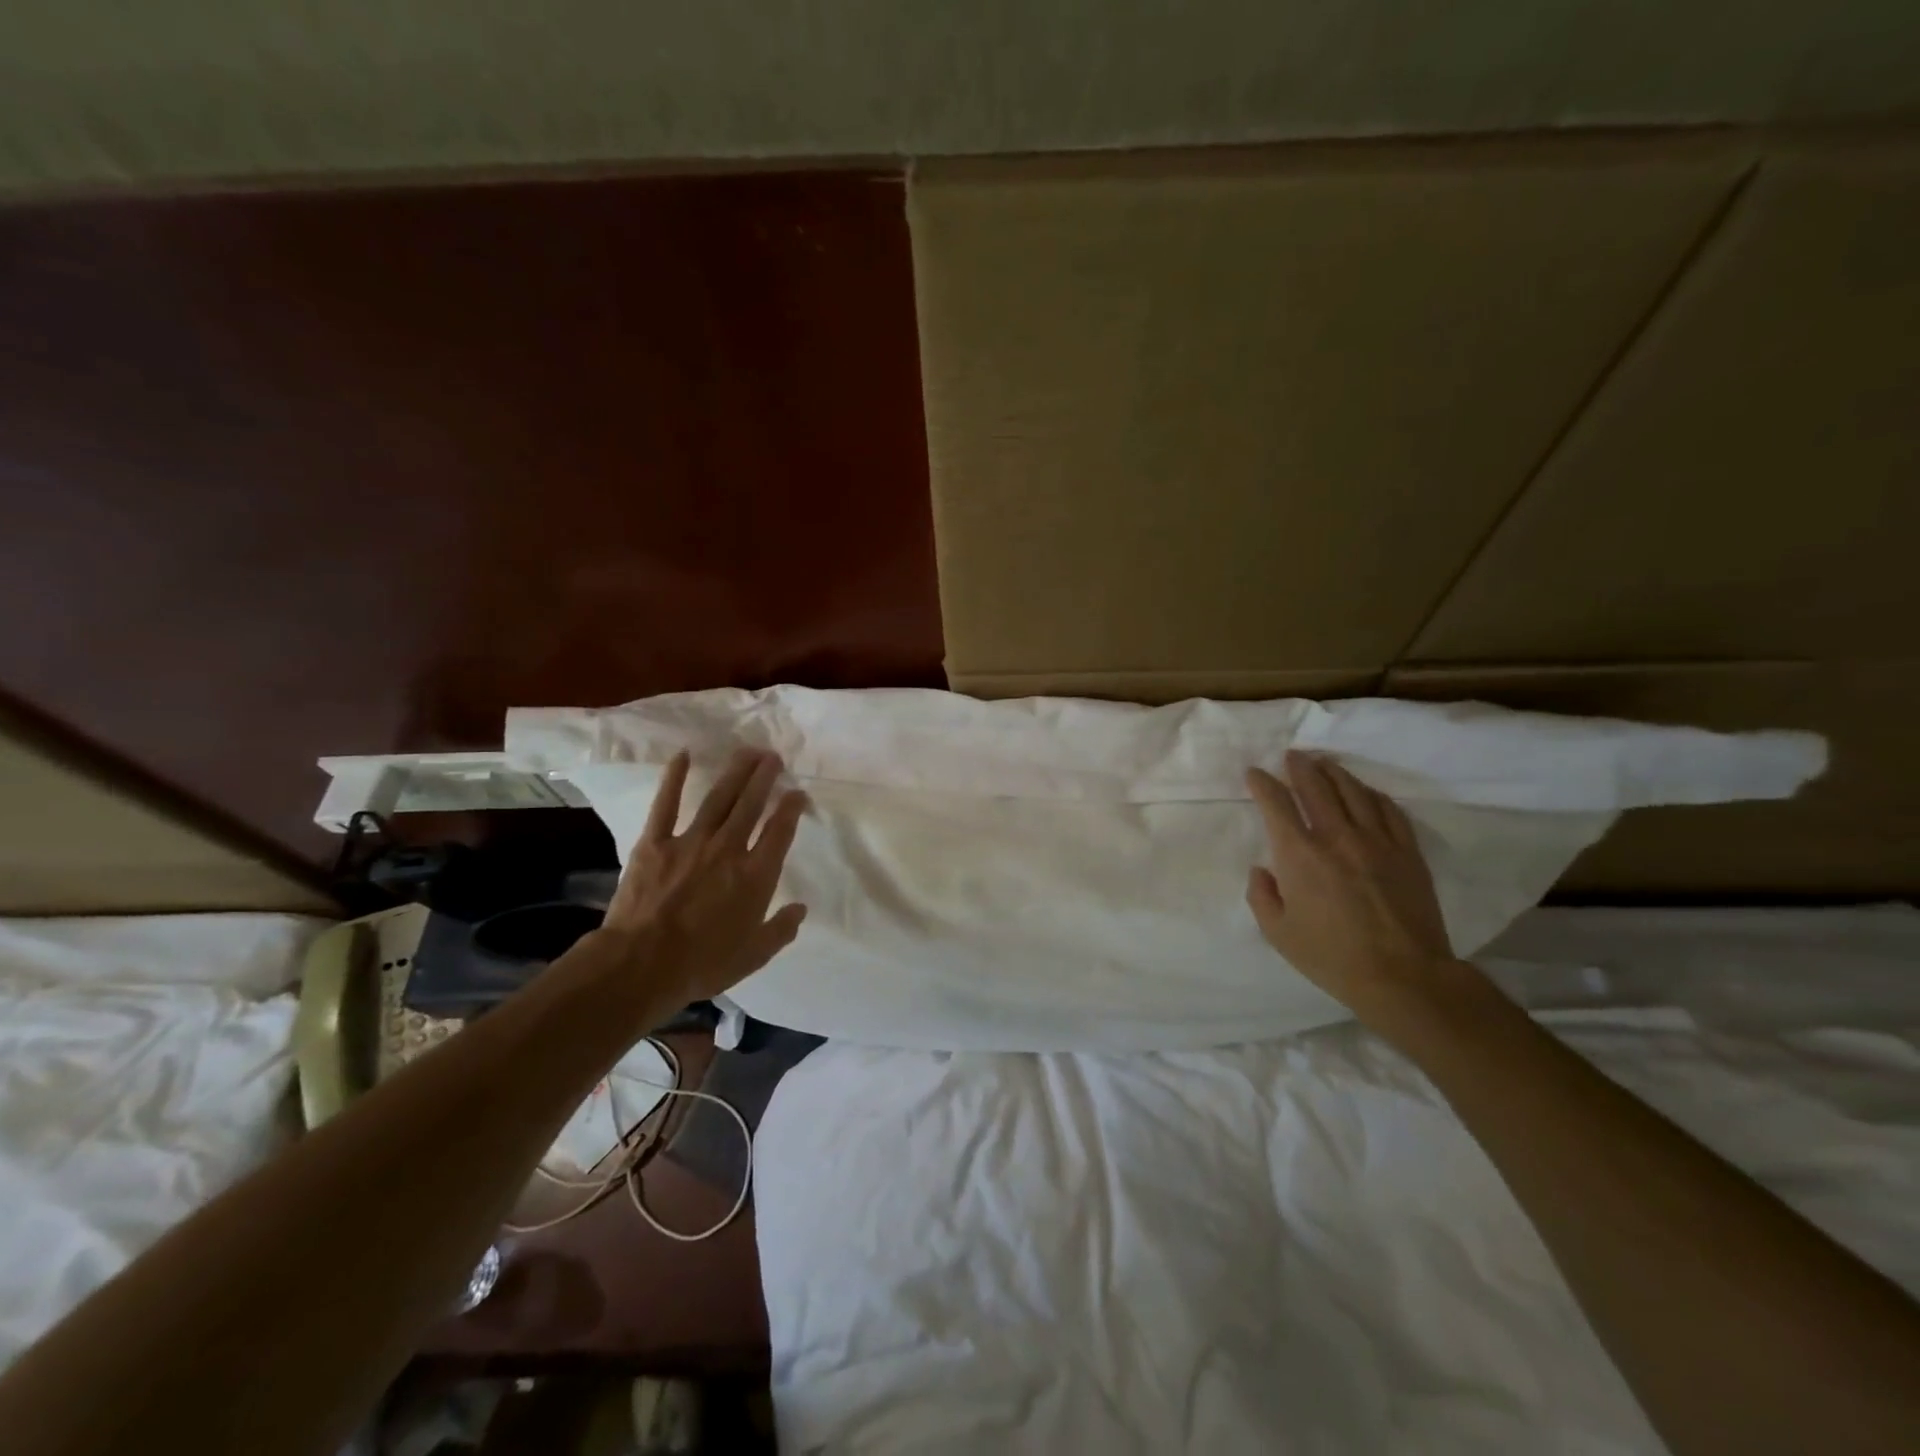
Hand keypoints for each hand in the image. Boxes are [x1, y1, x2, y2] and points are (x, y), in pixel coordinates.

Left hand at [582, 747, 809, 1011]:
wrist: (642, 965)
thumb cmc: (702, 964)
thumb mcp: (753, 955)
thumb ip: (781, 930)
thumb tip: (800, 909)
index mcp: (755, 875)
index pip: (780, 831)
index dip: (792, 808)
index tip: (798, 793)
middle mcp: (728, 849)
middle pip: (752, 805)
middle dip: (765, 778)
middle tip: (773, 757)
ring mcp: (691, 842)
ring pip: (719, 798)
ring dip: (735, 772)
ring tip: (748, 752)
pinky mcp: (655, 843)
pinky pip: (666, 804)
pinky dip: (674, 778)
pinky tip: (683, 755)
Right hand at [1246, 750, 1468, 1029]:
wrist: (1403, 976)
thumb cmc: (1331, 957)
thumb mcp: (1278, 933)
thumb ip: (1262, 896)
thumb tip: (1262, 870)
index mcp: (1299, 855)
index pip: (1276, 803)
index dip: (1262, 783)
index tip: (1254, 773)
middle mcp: (1336, 837)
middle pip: (1316, 787)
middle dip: (1300, 767)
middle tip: (1292, 757)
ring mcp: (1376, 841)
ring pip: (1353, 791)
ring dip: (1335, 773)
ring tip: (1325, 765)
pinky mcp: (1407, 852)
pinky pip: (1388, 810)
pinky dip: (1372, 795)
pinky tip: (1365, 793)